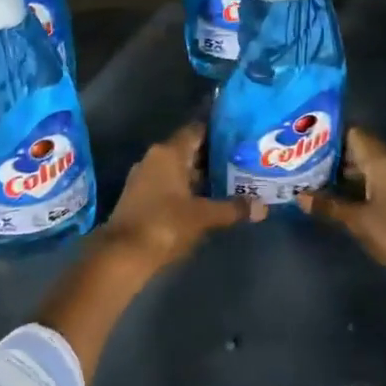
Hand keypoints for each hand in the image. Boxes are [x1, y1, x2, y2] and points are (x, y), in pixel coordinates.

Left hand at [99, 122, 263, 273]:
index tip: (240, 136)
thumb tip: (263, 208)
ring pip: (179, 169)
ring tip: (231, 180)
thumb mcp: (204, 216)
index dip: (218, 132)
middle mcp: (154, 158)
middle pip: (189, 150)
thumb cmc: (165, 224)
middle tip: (242, 160)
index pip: (197, 131)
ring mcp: (145, 178)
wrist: (123, 254)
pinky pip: (169, 184)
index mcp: (168, 153)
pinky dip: (187, 189)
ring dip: (201, 175)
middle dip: (214, 156)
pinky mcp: (140, 197)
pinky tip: (206, 200)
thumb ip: (233, 208)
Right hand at [298, 128, 385, 302]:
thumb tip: (299, 195)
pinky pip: (378, 185)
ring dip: (345, 176)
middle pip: (360, 151)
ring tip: (315, 182)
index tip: (305, 141)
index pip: (354, 134)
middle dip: (333, 158)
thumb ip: (329, 206)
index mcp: (382, 162)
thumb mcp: (358, 221)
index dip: (330, 135)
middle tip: (303, 164)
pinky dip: (359, 189)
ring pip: (369, 170)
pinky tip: (341, 201)